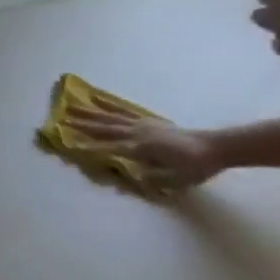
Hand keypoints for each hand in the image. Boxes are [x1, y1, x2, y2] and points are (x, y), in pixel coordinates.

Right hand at [66, 102, 225, 189]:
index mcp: (141, 148)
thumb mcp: (175, 179)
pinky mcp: (148, 120)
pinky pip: (123, 111)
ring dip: (90, 112)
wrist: (218, 148)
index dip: (90, 147)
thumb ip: (151, 177)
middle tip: (61, 119)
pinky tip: (98, 100)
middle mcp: (138, 133)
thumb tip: (128, 175)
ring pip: (110, 117)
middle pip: (104, 128)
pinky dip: (109, 106)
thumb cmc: (196, 166)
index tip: (70, 144)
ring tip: (71, 106)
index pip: (109, 148)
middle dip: (82, 124)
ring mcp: (142, 124)